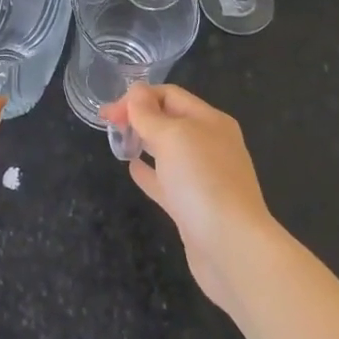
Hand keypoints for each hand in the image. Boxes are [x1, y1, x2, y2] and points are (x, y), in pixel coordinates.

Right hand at [103, 83, 280, 317]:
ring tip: (118, 140)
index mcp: (210, 121)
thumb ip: (149, 114)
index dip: (139, 97)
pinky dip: (149, 172)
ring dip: (144, 141)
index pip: (171, 95)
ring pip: (168, 151)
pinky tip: (132, 169)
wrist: (232, 247)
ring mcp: (204, 177)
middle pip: (170, 120)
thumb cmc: (202, 180)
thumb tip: (136, 92)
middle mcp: (210, 144)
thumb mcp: (172, 137)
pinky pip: (167, 180)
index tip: (110, 111)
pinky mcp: (194, 206)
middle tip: (107, 123)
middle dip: (139, 117)